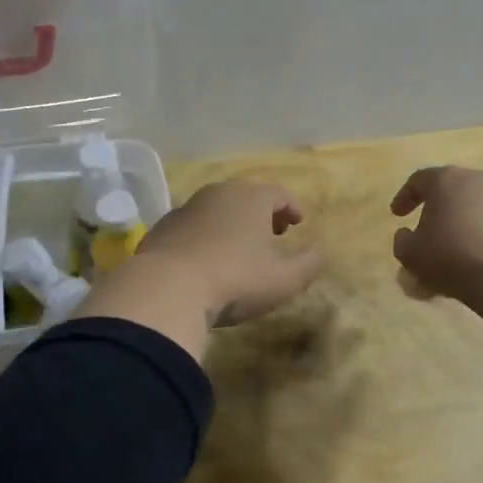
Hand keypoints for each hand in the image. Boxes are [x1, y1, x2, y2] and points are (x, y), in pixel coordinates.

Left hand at [135, 180, 322, 325]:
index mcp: (251, 198)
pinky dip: (204, 236)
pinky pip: (192, 227)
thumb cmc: (235, 278)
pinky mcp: (162, 228)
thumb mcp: (284, 279)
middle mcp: (219, 193)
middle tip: (271, 233)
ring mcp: (186, 208)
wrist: (166, 288)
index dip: (291, 207)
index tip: (298, 222)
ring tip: (238, 248)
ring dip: (231, 224)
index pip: (279, 193)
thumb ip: (308, 264)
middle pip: (246, 196)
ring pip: (217, 209)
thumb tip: (319, 253)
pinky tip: (205, 260)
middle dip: (261, 213)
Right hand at [390, 166, 482, 307]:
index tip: (397, 215)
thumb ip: (402, 241)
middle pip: (451, 190)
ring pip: (477, 207)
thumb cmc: (452, 257)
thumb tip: (407, 235)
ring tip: (456, 250)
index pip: (419, 180)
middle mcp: (479, 180)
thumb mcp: (411, 254)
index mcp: (447, 180)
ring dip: (463, 223)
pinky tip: (481, 259)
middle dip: (437, 210)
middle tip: (428, 231)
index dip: (404, 197)